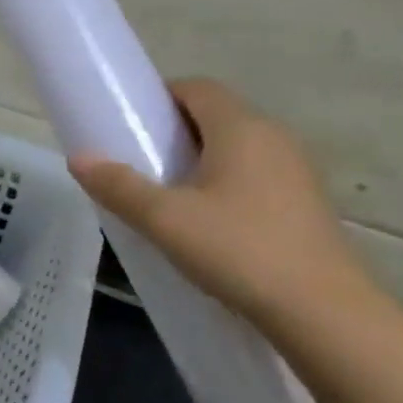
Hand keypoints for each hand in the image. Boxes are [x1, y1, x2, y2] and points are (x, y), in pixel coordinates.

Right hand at [68, 78, 378, 332]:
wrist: (324, 314)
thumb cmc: (239, 251)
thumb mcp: (165, 220)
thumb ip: (119, 186)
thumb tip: (78, 158)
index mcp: (241, 128)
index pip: (197, 88)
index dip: (160, 97)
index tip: (130, 125)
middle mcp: (274, 138)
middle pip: (217, 115)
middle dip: (175, 131)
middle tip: (140, 161)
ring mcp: (296, 171)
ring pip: (238, 147)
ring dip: (201, 159)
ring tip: (169, 195)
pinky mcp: (306, 204)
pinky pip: (256, 175)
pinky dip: (226, 183)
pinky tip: (209, 223)